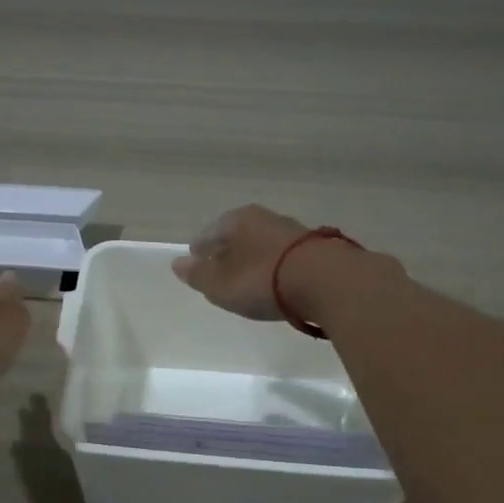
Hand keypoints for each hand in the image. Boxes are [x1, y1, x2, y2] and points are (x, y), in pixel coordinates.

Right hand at [171, 205, 311, 320]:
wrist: (326, 281)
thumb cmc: (262, 280)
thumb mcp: (221, 284)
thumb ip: (198, 275)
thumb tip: (177, 264)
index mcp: (236, 220)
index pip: (209, 233)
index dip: (199, 249)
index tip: (195, 261)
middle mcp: (264, 218)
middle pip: (237, 235)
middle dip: (227, 252)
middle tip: (219, 271)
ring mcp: (293, 231)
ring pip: (262, 244)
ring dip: (253, 259)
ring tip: (247, 279)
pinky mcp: (316, 248)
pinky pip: (283, 257)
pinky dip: (274, 267)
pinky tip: (275, 281)